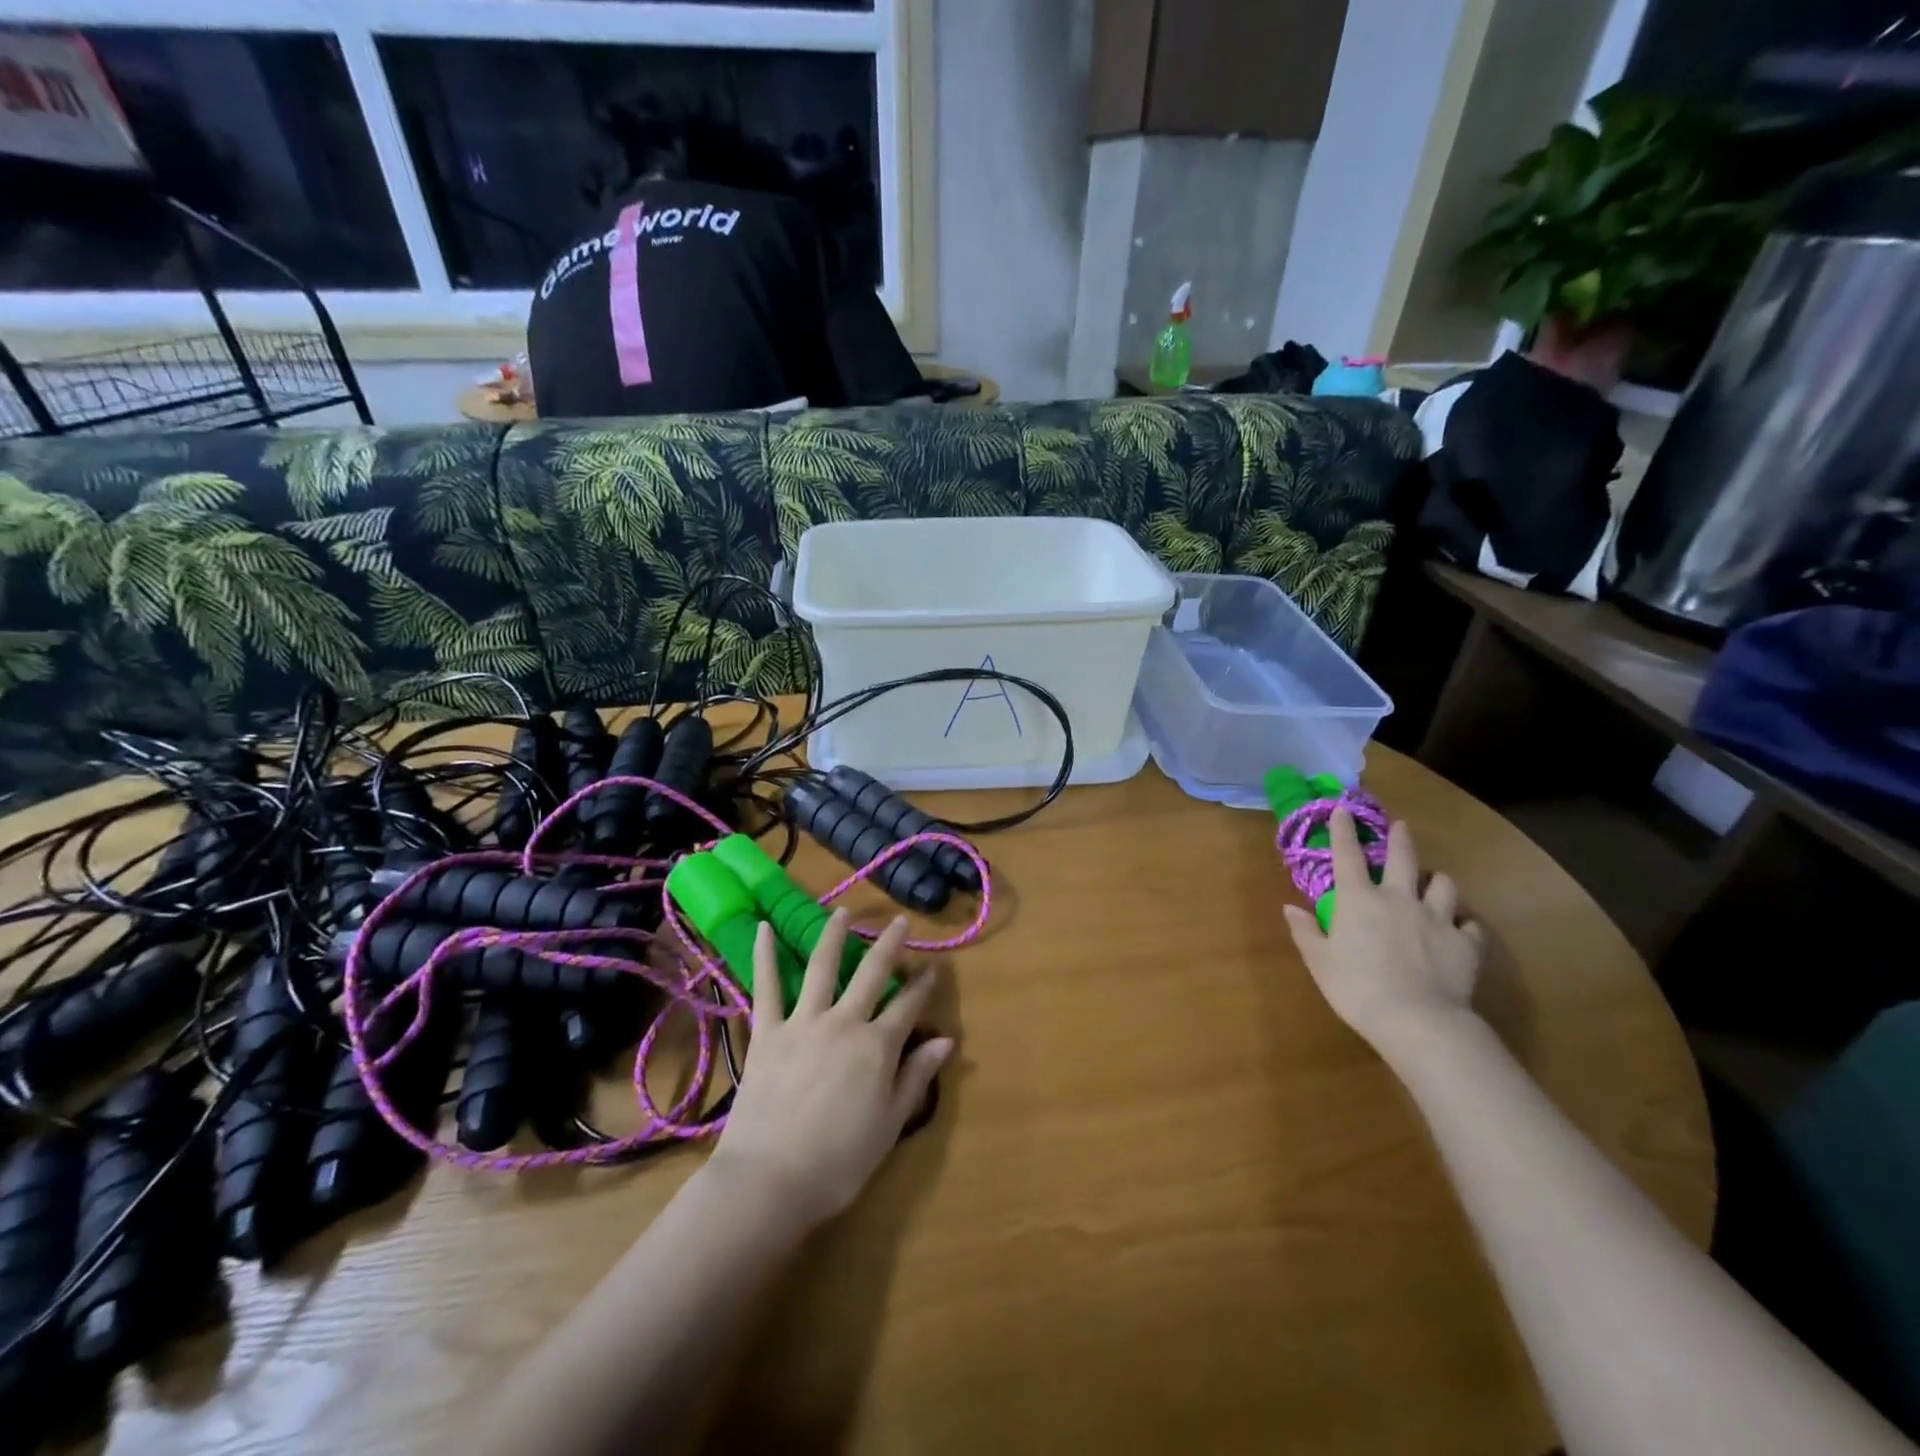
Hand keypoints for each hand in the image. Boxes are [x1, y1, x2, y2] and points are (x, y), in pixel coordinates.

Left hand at [710, 911, 952, 1227]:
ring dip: (835, 936)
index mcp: (877, 1047)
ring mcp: (803, 1022)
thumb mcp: (890, 1126)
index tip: (936, 965)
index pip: (908, 1006)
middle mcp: (844, 1022)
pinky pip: (766, 987)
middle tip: (901, 922)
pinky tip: (764, 928)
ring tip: (843, 912)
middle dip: (890, 945)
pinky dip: (765, 956)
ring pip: (822, 967)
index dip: (924, 984)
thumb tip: (946, 1040)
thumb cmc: (838, 1163)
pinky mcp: (768, 1032)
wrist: (769, 1180)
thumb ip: (916, 1077)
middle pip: (871, 973)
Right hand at [1283, 810, 1485, 1052]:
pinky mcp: (1465, 943)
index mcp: (1358, 900)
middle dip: (1400, 838)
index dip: (1343, 829)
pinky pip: (1469, 925)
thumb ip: (1306, 931)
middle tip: (1400, 827)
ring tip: (1433, 882)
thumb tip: (1291, 907)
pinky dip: (1464, 924)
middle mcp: (1398, 899)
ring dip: (1437, 880)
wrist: (1417, 1020)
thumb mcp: (1319, 962)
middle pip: (1403, 857)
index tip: (1342, 808)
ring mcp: (1436, 918)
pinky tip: (1460, 930)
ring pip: (1443, 884)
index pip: (1347, 855)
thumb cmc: (1356, 988)